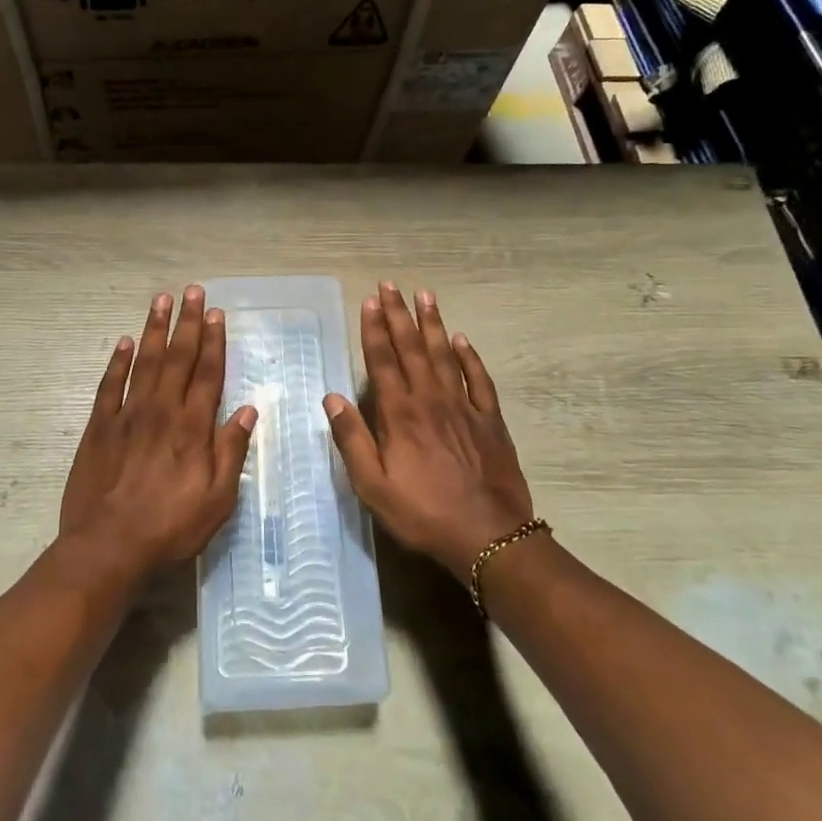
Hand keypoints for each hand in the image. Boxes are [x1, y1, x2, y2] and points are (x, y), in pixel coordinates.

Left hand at [59, 286, 257, 584]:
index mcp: (192, 427)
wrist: (108, 548)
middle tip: (192, 291)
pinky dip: (117, 361)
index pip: (207, 373)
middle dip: (187, 322)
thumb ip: (231, 452)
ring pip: (144, 362)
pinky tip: (123, 342)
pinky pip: (109, 385)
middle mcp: (161, 411)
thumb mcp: (217, 500)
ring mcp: (127, 415)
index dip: (213, 341)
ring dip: (154, 330)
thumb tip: (248, 411)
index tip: (216, 313)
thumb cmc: (170, 528)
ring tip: (161, 300)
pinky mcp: (99, 427)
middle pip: (177, 358)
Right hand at [323, 282, 534, 581]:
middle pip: (412, 348)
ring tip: (425, 296)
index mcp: (400, 414)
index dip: (375, 329)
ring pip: (445, 355)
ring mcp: (463, 407)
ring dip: (433, 324)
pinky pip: (478, 379)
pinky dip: (470, 356)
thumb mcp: (373, 486)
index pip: (383, 361)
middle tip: (391, 285)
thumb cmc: (423, 513)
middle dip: (399, 315)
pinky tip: (462, 339)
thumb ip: (352, 440)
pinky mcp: (489, 420)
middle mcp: (430, 400)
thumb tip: (331, 398)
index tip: (370, 301)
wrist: (489, 536)